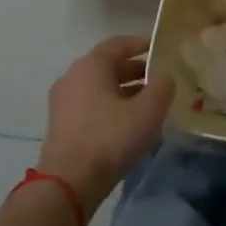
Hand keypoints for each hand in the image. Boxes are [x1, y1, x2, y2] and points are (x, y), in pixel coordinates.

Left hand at [39, 35, 173, 214]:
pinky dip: (111, 106)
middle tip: (159, 79)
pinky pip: (91, 105)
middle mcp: (73, 77)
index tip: (159, 47)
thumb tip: (164, 77)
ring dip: (124, 91)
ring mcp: (63, 101)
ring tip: (148, 104)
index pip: (118, 44)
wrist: (69, 182)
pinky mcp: (61, 124)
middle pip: (108, 66)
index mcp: (91, 65)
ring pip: (100, 87)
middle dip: (135, 71)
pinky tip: (128, 124)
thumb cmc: (110, 138)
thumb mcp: (148, 111)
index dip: (141, 43)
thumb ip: (162, 87)